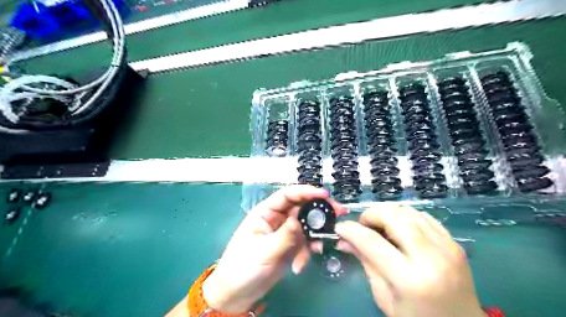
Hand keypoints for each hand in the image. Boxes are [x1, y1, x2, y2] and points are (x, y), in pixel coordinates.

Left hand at [201, 184, 347, 313]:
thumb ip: (285, 235)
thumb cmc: (243, 267)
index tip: (325, 195)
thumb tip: (301, 220)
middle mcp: (277, 219)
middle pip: (301, 208)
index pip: (287, 195)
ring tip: (318, 248)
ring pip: (306, 226)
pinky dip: (307, 252)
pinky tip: (300, 265)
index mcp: (265, 212)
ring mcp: (285, 233)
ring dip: (315, 235)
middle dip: (319, 211)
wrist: (237, 294)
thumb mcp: (264, 251)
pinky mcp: (290, 246)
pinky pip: (305, 243)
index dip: (306, 191)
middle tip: (339, 213)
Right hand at [333, 204, 483, 315]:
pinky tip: (399, 227)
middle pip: (393, 216)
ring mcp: (446, 247)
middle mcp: (431, 257)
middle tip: (363, 225)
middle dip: (371, 214)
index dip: (351, 230)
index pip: (372, 242)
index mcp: (410, 279)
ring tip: (380, 226)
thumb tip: (344, 240)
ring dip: (387, 213)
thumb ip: (365, 263)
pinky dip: (405, 216)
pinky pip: (423, 216)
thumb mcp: (384, 296)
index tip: (340, 227)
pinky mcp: (454, 242)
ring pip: (408, 211)